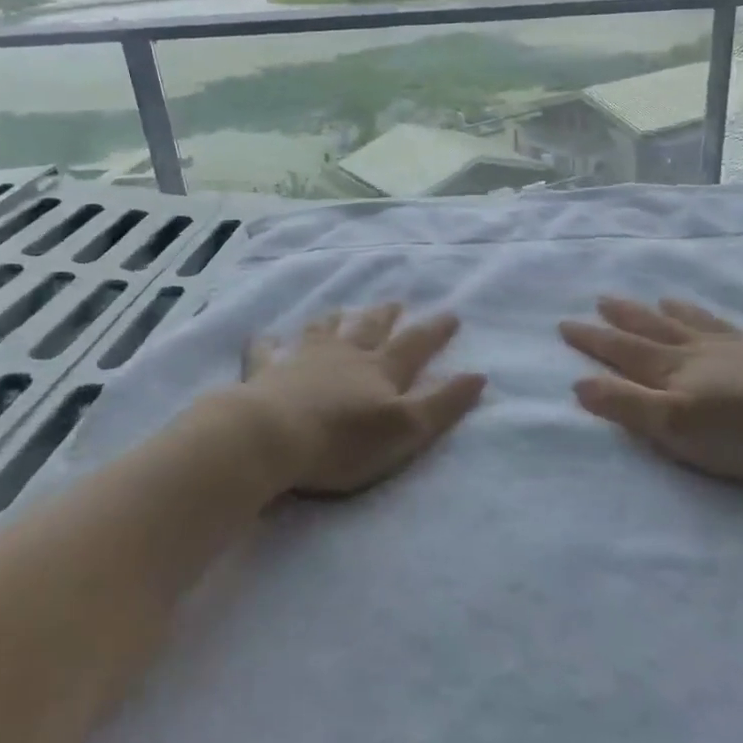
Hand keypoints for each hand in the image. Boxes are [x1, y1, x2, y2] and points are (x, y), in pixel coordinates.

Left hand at [231, 305, 485, 496]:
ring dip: (335, 320)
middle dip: (385, 316)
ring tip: (341, 310)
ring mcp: (303, 359)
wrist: (274, 437)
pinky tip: (263, 337)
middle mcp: (344, 355)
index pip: (414, 345)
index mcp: (380, 370)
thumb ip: (442, 403)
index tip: (451, 314)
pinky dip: (267, 344)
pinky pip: (267, 352)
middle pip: (369, 330)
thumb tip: (479, 375)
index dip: (434, 331)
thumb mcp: (406, 429)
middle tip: (395, 302)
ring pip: (323, 332)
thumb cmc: (344, 440)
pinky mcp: (267, 372)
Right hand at [559, 297, 742, 483]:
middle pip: (656, 329)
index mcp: (674, 371)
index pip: (623, 351)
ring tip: (664, 298)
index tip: (565, 323)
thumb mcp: (674, 426)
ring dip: (680, 312)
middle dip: (626, 317)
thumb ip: (626, 405)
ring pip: (703, 324)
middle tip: (604, 299)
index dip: (593, 340)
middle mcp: (703, 352)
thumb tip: (578, 382)